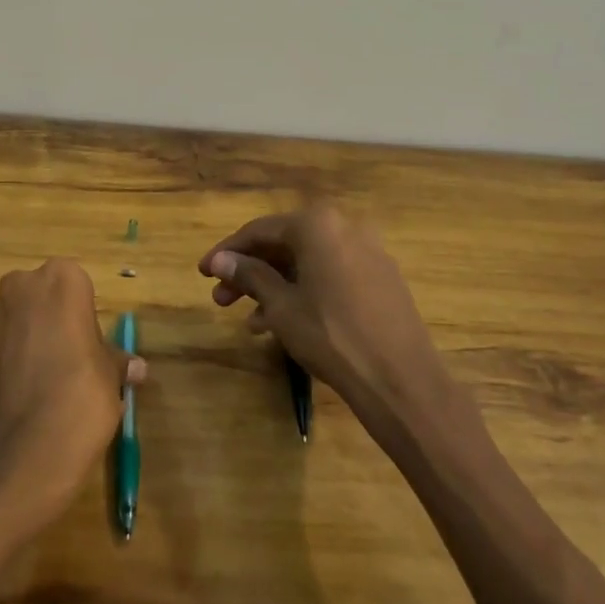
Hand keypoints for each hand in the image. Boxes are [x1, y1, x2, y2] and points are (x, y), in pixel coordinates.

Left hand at [0, 259, 145, 531]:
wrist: (20, 455)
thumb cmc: (80, 399)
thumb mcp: (110, 379)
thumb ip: (115, 363)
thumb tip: (135, 367)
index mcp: (61, 281)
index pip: (76, 283)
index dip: (83, 314)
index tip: (90, 345)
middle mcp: (20, 288)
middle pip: (40, 294)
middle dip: (51, 318)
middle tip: (71, 357)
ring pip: (15, 318)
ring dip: (27, 337)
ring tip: (45, 379)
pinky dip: (8, 361)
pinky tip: (23, 393)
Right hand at [200, 205, 480, 442]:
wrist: (401, 379)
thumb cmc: (331, 335)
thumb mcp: (281, 306)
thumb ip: (249, 276)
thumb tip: (220, 260)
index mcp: (317, 224)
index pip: (259, 231)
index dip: (228, 252)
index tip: (203, 272)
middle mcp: (344, 227)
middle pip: (285, 245)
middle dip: (251, 272)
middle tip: (221, 299)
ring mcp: (367, 252)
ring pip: (308, 262)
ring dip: (275, 286)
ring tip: (251, 321)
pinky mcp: (381, 278)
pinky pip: (331, 275)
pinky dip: (304, 291)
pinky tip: (285, 322)